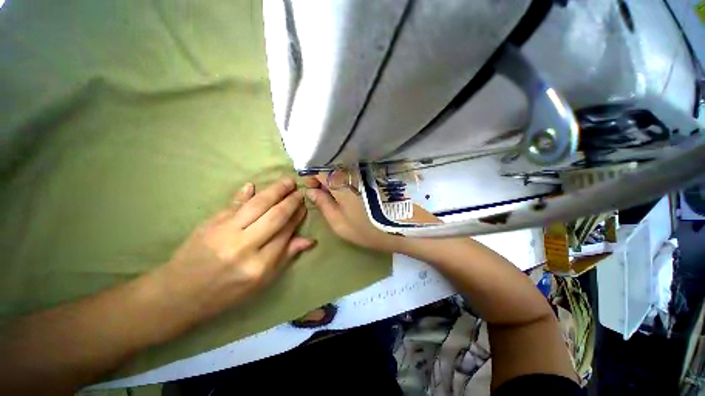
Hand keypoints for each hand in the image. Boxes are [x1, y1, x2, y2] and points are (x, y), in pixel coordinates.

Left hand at [155, 178, 314, 321]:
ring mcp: (225, 232)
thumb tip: (310, 240)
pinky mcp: (210, 224)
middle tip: (300, 191)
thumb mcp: (261, 282)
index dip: (297, 217)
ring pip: (257, 205)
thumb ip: (285, 256)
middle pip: (275, 216)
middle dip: (291, 201)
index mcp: (260, 265)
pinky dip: (244, 194)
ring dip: (275, 190)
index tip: (304, 207)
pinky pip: (233, 205)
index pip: (285, 233)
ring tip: (287, 181)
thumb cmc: (227, 292)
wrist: (180, 294)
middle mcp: (244, 246)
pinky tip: (252, 185)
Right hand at [303, 173, 402, 252]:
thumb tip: (310, 191)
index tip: (313, 189)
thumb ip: (323, 205)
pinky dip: (346, 179)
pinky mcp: (372, 175)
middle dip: (323, 178)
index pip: (318, 168)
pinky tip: (349, 192)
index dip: (311, 176)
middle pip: (330, 166)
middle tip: (324, 194)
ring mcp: (363, 172)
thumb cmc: (367, 230)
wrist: (399, 229)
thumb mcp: (339, 223)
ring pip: (341, 168)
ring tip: (336, 195)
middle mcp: (351, 172)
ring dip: (334, 179)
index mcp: (340, 183)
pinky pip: (353, 171)